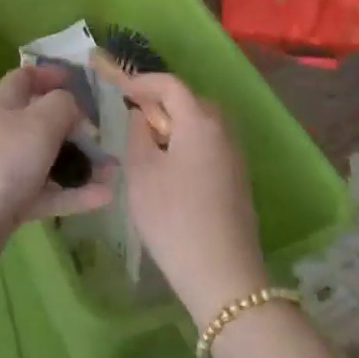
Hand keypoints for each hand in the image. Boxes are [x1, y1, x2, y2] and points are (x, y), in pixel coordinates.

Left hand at [0, 64, 115, 248]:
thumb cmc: (0, 162)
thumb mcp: (37, 123)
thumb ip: (62, 107)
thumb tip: (74, 106)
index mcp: (4, 105)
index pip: (23, 79)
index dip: (48, 75)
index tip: (77, 80)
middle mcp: (4, 134)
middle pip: (41, 121)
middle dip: (74, 126)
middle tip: (105, 135)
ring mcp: (7, 171)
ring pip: (49, 161)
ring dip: (81, 164)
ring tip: (115, 172)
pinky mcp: (12, 205)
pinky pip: (49, 194)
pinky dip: (75, 194)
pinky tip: (105, 198)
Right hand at [122, 73, 266, 326]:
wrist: (223, 276)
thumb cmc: (173, 217)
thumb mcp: (140, 171)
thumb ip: (138, 133)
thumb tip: (143, 116)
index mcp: (200, 122)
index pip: (171, 84)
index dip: (143, 81)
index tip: (120, 88)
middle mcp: (224, 131)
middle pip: (191, 100)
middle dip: (161, 100)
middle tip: (133, 114)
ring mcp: (235, 156)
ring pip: (202, 123)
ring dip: (176, 122)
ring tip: (149, 141)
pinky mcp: (238, 179)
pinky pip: (210, 144)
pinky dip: (188, 142)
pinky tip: (170, 166)